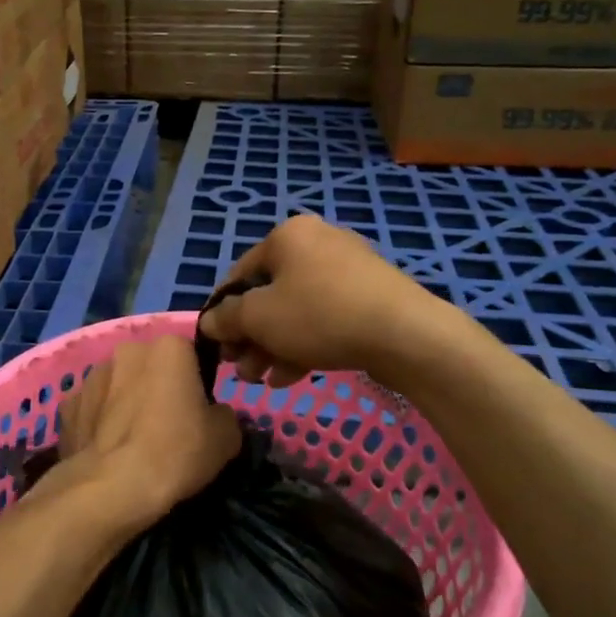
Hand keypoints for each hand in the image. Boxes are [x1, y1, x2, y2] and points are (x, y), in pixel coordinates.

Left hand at [54, 333, 243, 527]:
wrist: (112, 488)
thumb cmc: (176, 452)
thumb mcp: (226, 437)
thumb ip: (223, 414)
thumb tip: (213, 415)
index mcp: (169, 347)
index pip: (190, 355)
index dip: (196, 383)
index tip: (198, 412)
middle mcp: (127, 350)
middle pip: (150, 366)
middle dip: (157, 387)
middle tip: (167, 427)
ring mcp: (91, 376)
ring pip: (118, 385)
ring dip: (126, 403)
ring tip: (133, 443)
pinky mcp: (67, 406)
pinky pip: (92, 409)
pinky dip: (99, 424)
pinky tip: (108, 452)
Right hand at [197, 215, 447, 388]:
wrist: (406, 334)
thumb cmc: (320, 315)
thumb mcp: (259, 317)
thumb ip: (226, 319)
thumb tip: (208, 322)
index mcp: (288, 235)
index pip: (239, 274)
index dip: (222, 312)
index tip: (217, 346)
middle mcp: (317, 243)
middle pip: (269, 294)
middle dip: (250, 336)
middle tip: (242, 370)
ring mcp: (348, 269)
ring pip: (296, 310)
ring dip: (273, 346)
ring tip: (263, 380)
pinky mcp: (370, 296)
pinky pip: (325, 318)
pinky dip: (304, 343)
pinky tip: (291, 377)